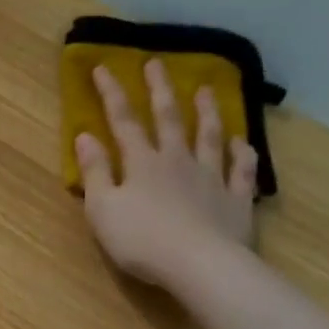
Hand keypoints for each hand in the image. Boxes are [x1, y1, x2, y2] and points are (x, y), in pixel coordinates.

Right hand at [74, 62, 257, 289]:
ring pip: (210, 137)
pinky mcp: (236, 200)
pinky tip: (244, 143)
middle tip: (157, 63)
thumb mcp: (102, 209)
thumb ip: (95, 172)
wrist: (199, 265)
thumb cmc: (141, 240)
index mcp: (142, 163)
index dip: (111, 94)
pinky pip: (242, 171)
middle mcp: (178, 161)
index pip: (124, 121)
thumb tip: (84, 136)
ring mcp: (211, 178)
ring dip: (207, 112)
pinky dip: (243, 154)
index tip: (103, 68)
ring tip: (207, 89)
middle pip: (169, 118)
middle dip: (160, 90)